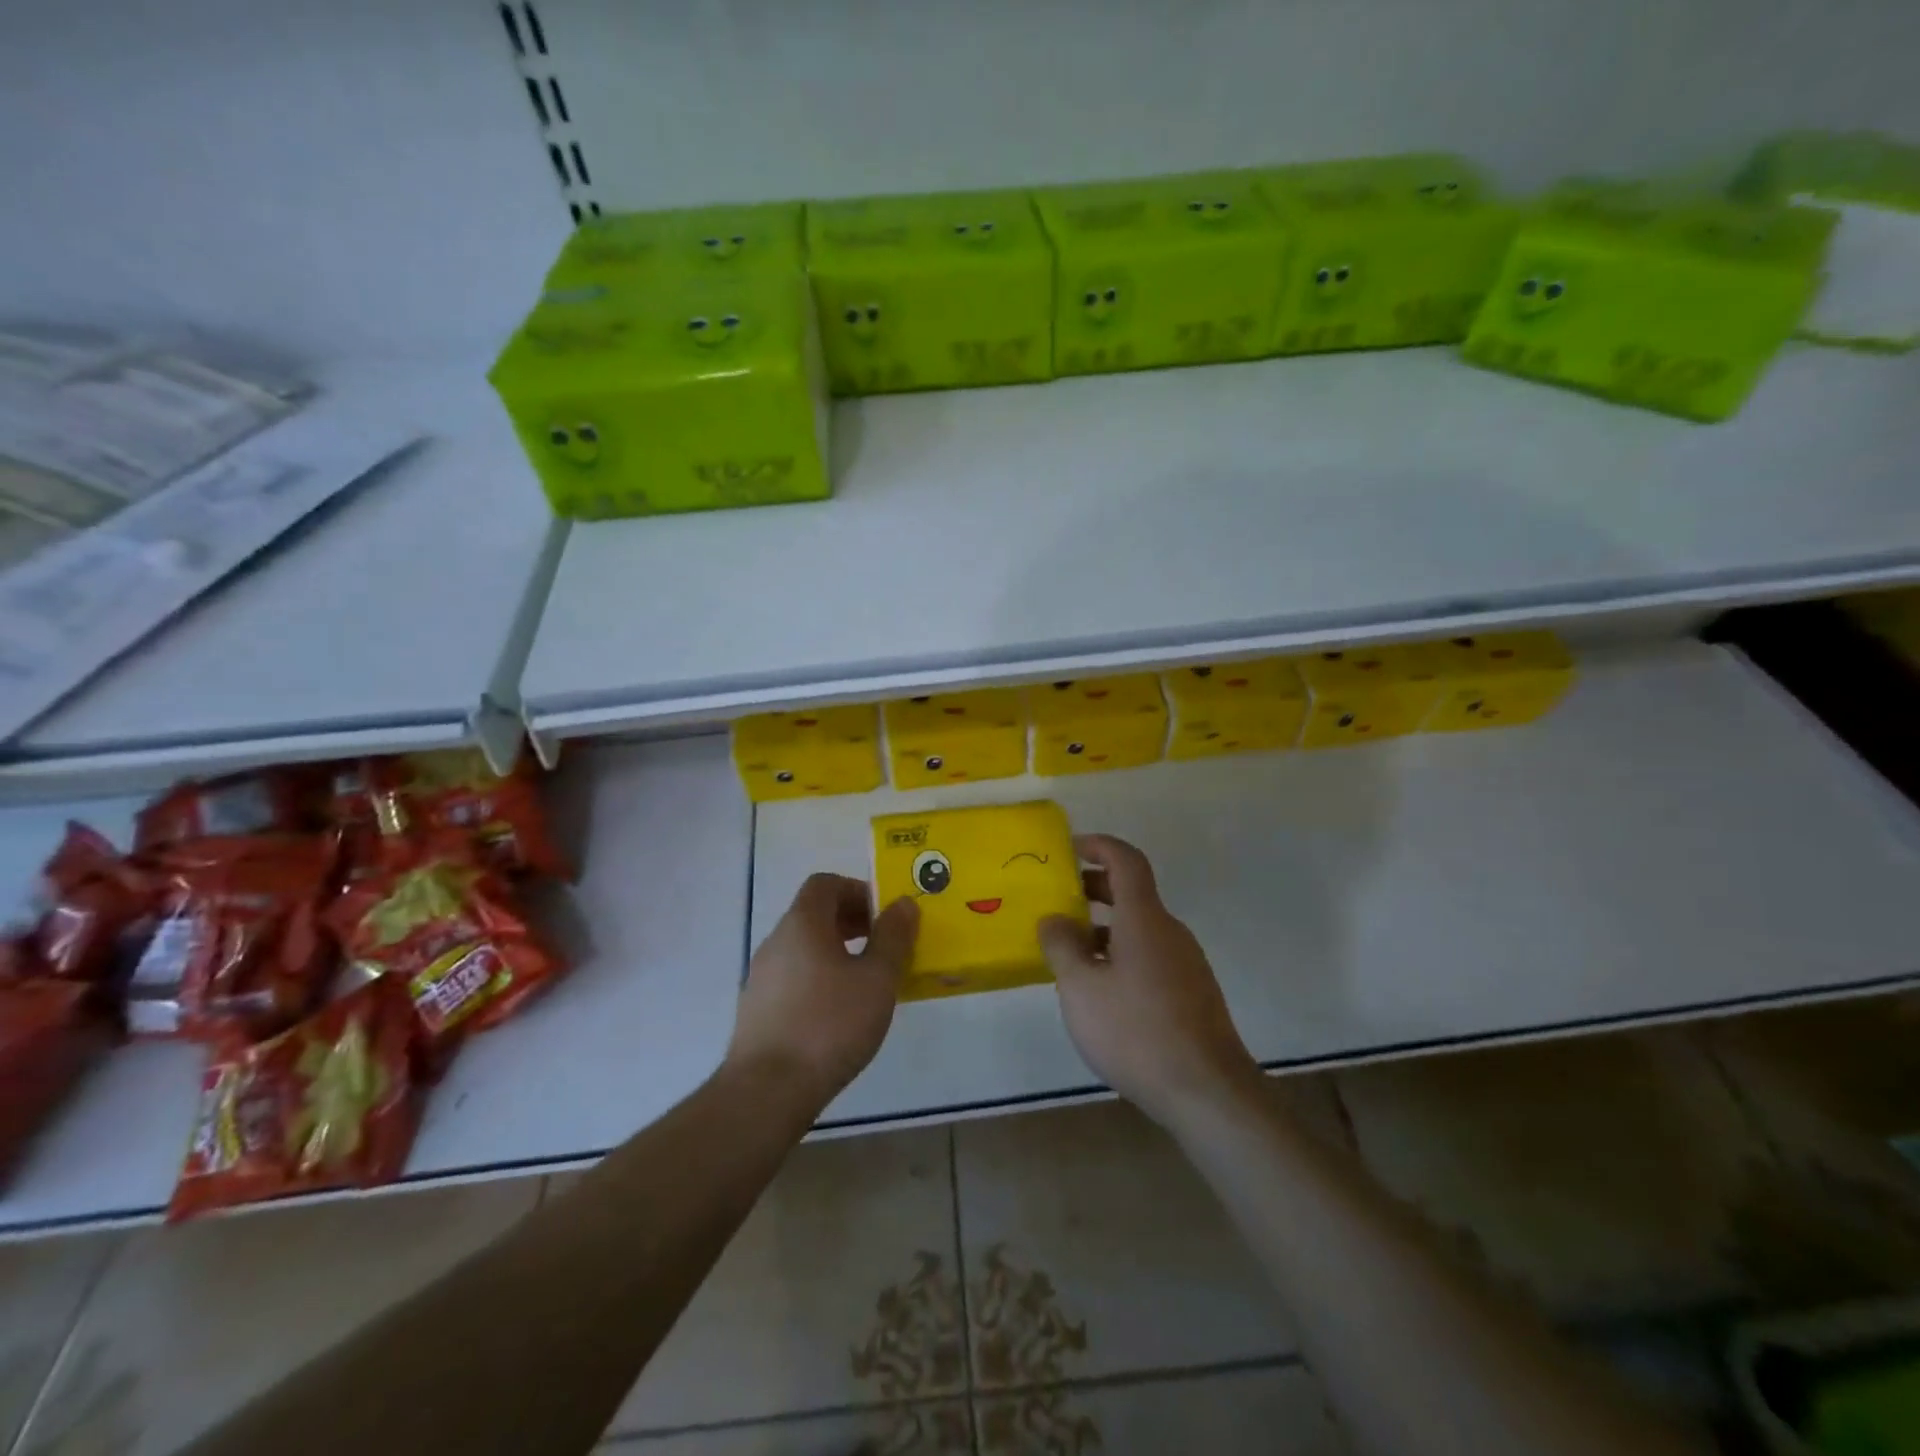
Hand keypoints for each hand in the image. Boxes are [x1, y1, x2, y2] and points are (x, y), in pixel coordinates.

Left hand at [729, 873, 917, 1111]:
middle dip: (852, 922)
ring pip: (805, 948)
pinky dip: (820, 979)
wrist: (767, 1092)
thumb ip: (893, 937)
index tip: (884, 916)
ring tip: (867, 983)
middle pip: (814, 914)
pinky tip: (840, 1014)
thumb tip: (904, 903)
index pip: (825, 884)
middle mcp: (776, 942)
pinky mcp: (758, 1010)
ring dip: (838, 953)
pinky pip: (795, 977)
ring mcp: (762, 977)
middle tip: (884, 946)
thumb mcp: (877, 979)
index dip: (858, 890)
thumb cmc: (829, 1025)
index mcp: (802, 924)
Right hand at [1039, 834, 1261, 1128]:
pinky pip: (1150, 956)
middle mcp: (1169, 931)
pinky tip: (1101, 990)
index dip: (1099, 846)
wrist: (1207, 1091)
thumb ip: (1061, 946)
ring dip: (1105, 927)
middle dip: (1095, 888)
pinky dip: (1121, 954)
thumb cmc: (1136, 1030)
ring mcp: (1185, 963)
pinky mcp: (1192, 993)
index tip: (1070, 849)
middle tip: (1059, 899)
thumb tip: (1054, 919)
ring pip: (1140, 928)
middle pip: (1132, 893)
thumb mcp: (1081, 988)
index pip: (1126, 860)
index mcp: (1144, 918)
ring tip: (1070, 951)